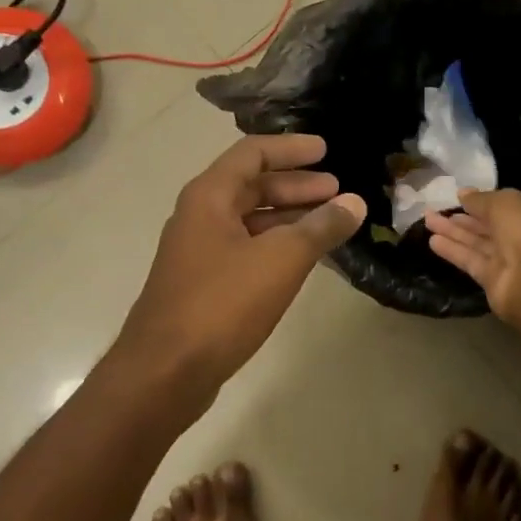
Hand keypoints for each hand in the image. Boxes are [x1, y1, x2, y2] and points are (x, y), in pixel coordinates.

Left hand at [113, 134, 365, 402]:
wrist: (165, 372)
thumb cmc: (222, 304)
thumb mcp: (280, 260)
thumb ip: (320, 228)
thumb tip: (355, 202)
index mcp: (210, 197)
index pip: (253, 153)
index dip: (292, 148)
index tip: (327, 150)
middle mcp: (200, 216)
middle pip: (252, 185)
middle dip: (296, 185)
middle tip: (337, 191)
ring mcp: (200, 251)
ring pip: (251, 220)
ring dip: (289, 216)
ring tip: (329, 222)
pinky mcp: (204, 283)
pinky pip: (247, 248)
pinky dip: (277, 245)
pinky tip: (303, 259)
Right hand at [424, 189, 520, 324]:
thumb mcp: (506, 203)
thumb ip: (482, 199)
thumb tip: (463, 193)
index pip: (510, 209)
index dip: (486, 202)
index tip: (461, 197)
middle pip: (491, 227)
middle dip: (465, 218)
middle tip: (438, 208)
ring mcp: (511, 263)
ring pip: (478, 244)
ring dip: (454, 232)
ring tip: (428, 220)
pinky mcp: (494, 282)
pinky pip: (472, 262)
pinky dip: (454, 251)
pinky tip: (433, 241)